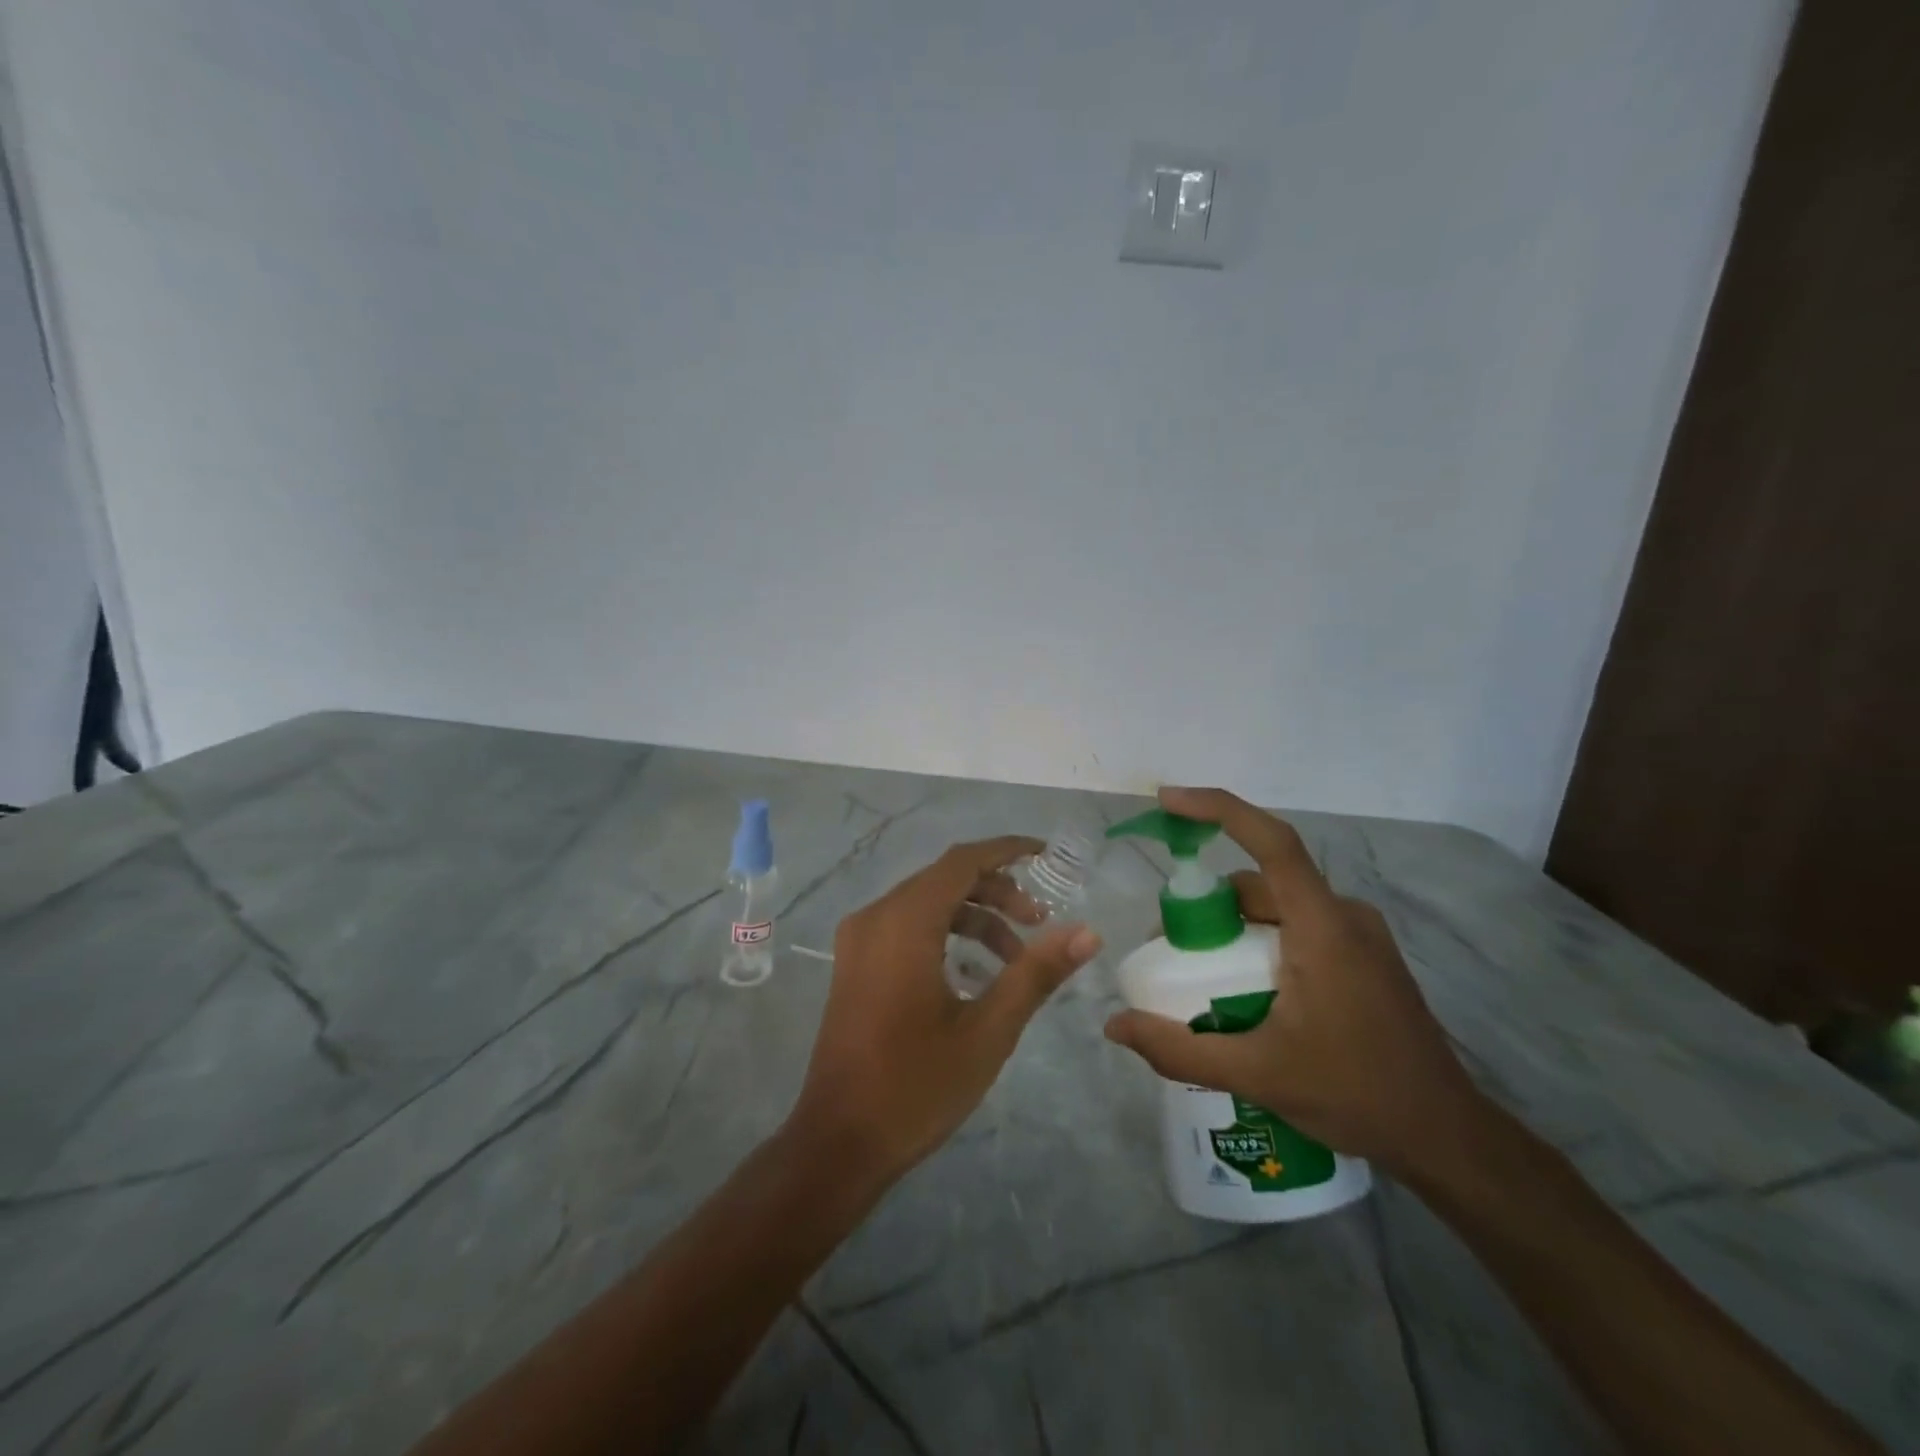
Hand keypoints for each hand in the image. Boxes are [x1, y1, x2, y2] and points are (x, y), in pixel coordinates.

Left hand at [788, 837, 1101, 1186]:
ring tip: (1015, 957)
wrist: (839, 1143)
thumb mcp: (988, 1031)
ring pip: (926, 903)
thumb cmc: (915, 1086)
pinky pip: (907, 926)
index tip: (1047, 855)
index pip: (962, 861)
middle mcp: (875, 917)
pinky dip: (945, 933)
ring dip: (974, 917)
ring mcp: (859, 940)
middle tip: (1039, 924)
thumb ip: (1036, 973)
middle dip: (997, 892)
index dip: (1007, 851)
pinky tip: (974, 973)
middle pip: (945, 879)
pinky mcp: (854, 963)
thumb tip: (1087, 932)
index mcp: (904, 922)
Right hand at [1103, 788, 1480, 1174]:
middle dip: (1207, 903)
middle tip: (1169, 948)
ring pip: (1277, 905)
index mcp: (1323, 926)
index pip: (1272, 841)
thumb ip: (1179, 1049)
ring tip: (1202, 977)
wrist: (1446, 1137)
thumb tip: (1115, 1026)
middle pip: (1260, 881)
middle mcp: (1343, 915)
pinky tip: (1245, 989)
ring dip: (1233, 926)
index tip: (1168, 801)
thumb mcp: (1257, 1074)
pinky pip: (1297, 926)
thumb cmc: (1355, 1095)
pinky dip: (1260, 940)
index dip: (1217, 809)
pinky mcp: (1363, 955)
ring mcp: (1359, 934)